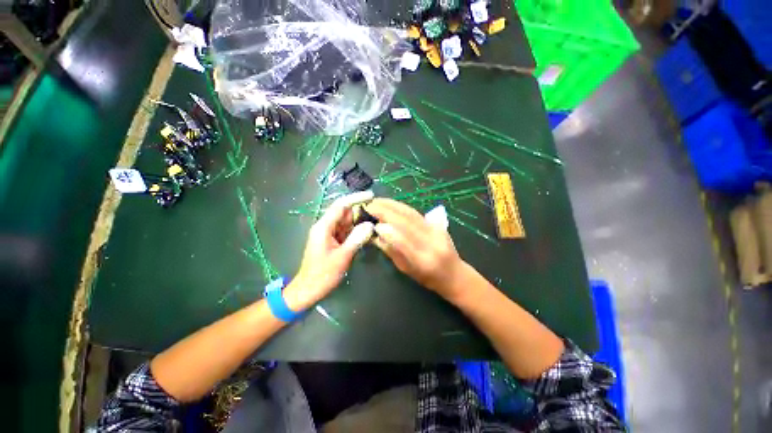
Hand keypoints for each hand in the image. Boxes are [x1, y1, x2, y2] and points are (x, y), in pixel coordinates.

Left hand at [285, 191, 374, 310]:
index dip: (356, 198)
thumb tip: (370, 225)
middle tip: (378, 213)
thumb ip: (356, 239)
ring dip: (359, 221)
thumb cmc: (323, 274)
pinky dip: (356, 231)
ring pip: (346, 222)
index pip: (340, 206)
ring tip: (376, 221)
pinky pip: (346, 231)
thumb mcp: (342, 256)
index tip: (371, 195)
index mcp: (324, 227)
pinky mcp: (332, 241)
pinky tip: (367, 233)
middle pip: (344, 213)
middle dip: (360, 211)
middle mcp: (325, 227)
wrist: (308, 290)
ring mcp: (329, 234)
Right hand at [365, 198, 467, 299]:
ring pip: (411, 214)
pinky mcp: (438, 224)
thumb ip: (391, 251)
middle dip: (386, 211)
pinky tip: (391, 203)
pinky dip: (401, 206)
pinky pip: (416, 213)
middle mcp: (431, 243)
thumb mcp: (406, 270)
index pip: (403, 241)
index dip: (387, 231)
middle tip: (369, 206)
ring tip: (377, 201)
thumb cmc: (428, 278)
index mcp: (422, 261)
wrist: (455, 274)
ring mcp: (436, 231)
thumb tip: (376, 235)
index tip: (373, 224)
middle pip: (407, 222)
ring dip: (392, 205)